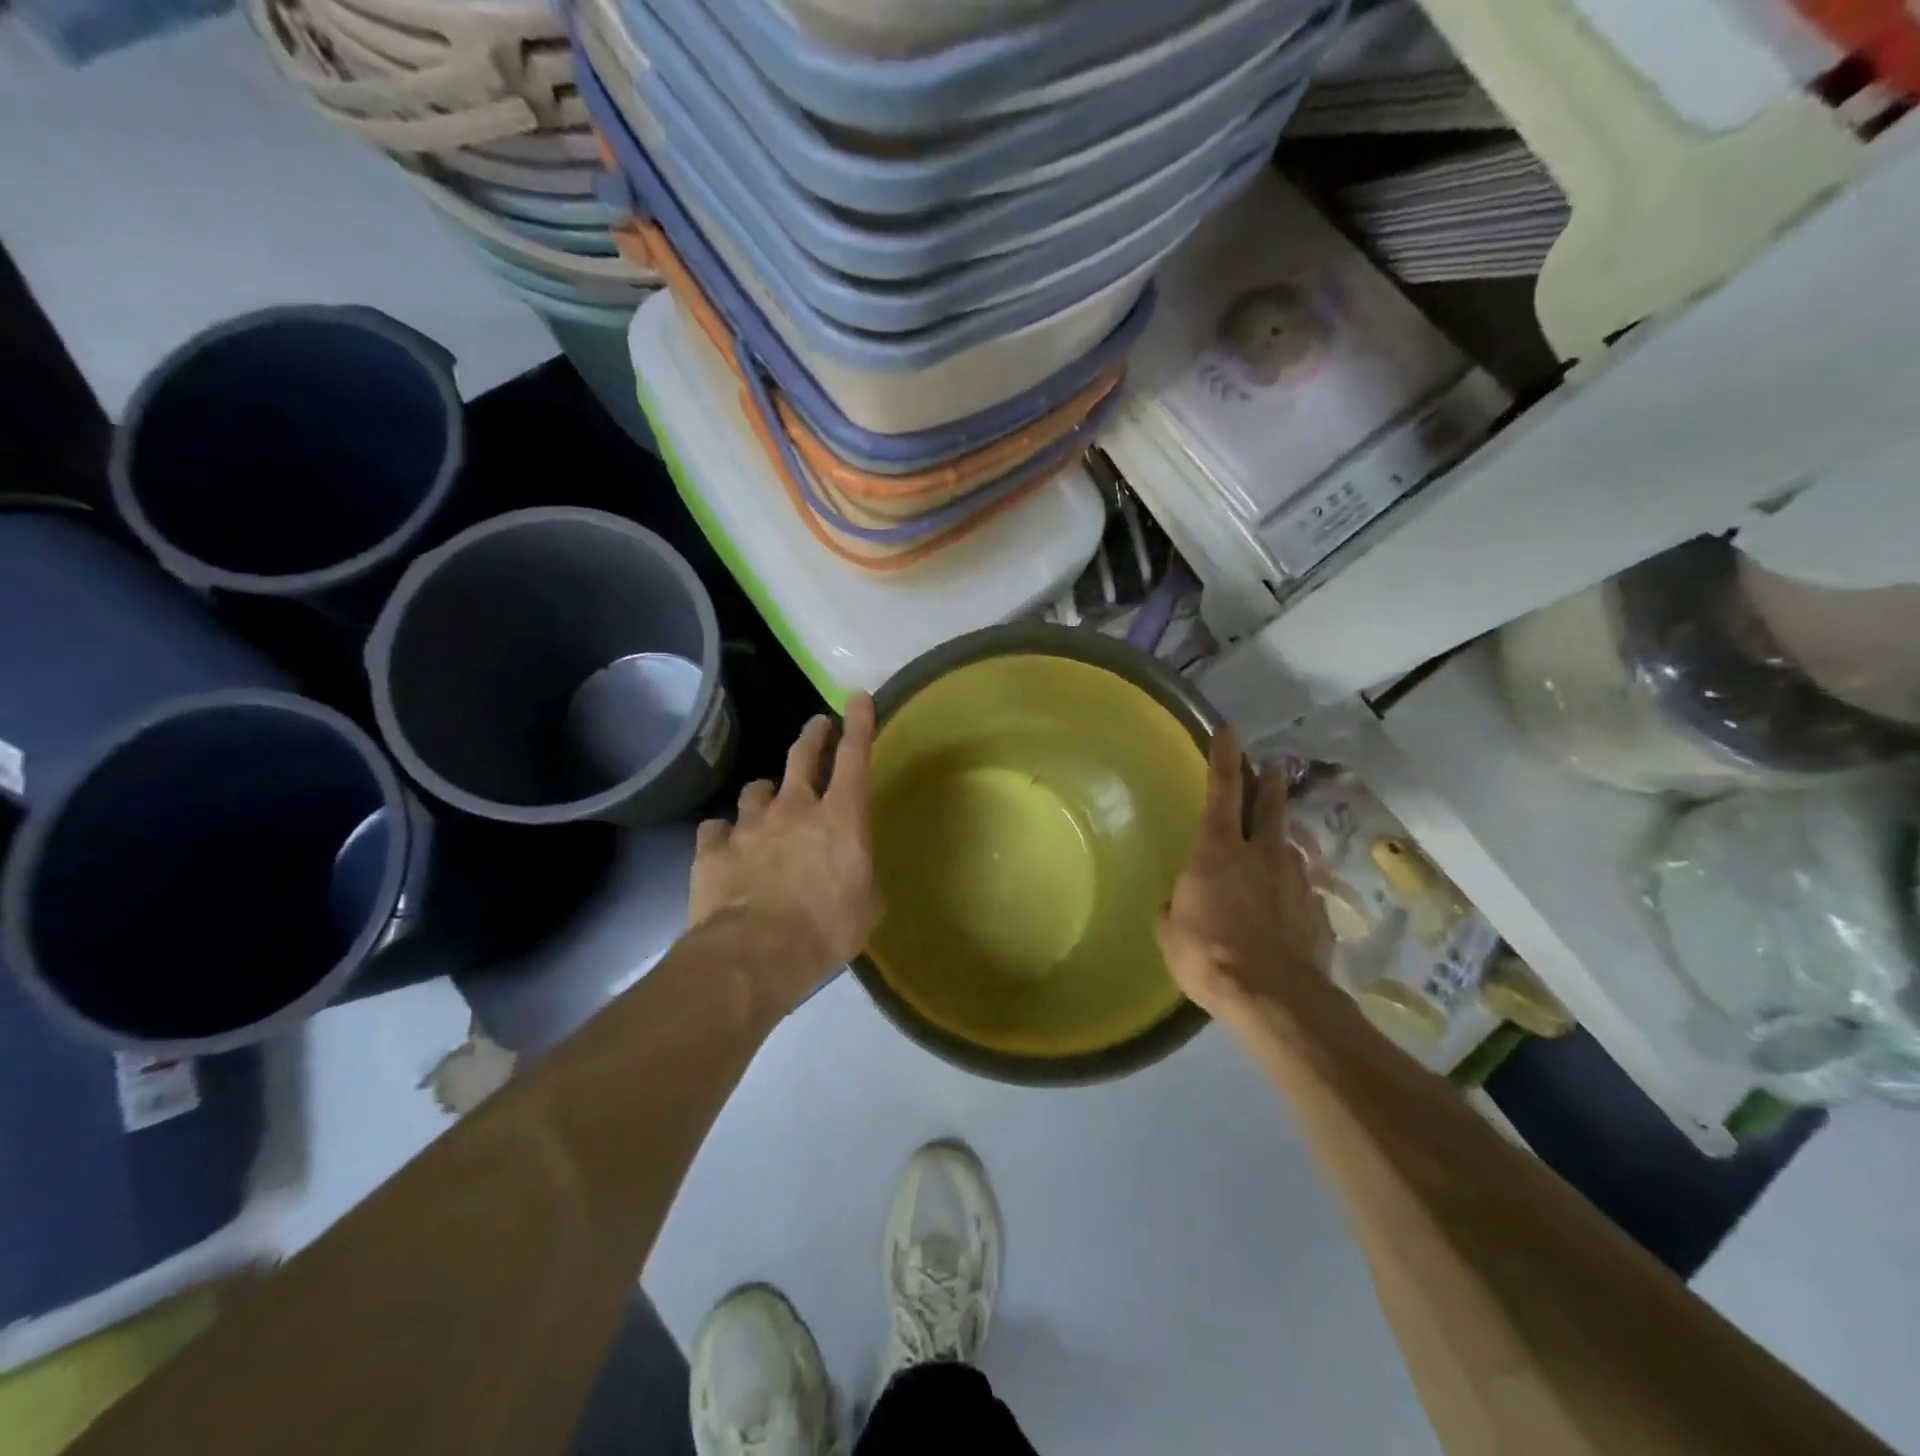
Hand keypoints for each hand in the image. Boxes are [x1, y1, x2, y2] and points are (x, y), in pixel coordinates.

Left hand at [689, 693, 883, 999]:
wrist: (755, 954)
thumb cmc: (826, 929)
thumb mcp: (867, 906)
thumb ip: (862, 878)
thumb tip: (855, 873)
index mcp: (840, 818)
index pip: (853, 757)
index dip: (858, 723)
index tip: (856, 696)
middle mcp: (794, 808)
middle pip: (801, 757)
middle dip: (812, 736)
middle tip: (816, 725)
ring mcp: (749, 825)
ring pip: (755, 790)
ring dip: (764, 793)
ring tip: (764, 801)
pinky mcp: (713, 849)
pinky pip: (716, 830)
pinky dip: (723, 834)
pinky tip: (724, 845)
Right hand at [1157, 726, 1330, 1027]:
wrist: (1276, 998)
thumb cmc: (1209, 954)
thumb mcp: (1170, 930)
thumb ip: (1176, 905)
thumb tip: (1179, 901)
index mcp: (1219, 850)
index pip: (1222, 790)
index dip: (1224, 758)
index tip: (1230, 730)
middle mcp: (1262, 854)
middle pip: (1269, 805)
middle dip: (1270, 781)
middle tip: (1274, 765)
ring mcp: (1295, 880)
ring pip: (1289, 846)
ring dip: (1281, 838)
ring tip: (1276, 843)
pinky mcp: (1317, 910)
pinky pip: (1300, 887)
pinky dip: (1290, 886)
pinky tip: (1285, 903)